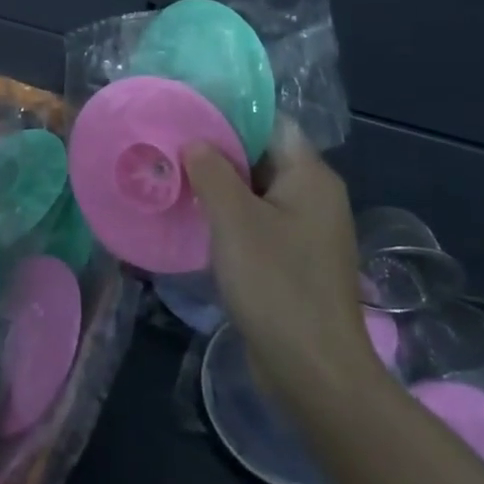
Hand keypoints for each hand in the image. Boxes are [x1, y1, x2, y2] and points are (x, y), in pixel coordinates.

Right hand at [184, 127, 382, 402]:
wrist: (314, 371)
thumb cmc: (276, 284)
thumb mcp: (235, 220)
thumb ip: (212, 171)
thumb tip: (194, 141)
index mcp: (311, 177)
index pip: (271, 124)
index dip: (230, 114)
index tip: (186, 112)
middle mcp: (315, 197)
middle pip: (262, 156)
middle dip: (217, 150)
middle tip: (168, 145)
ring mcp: (306, 232)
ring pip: (256, 191)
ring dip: (219, 185)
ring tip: (172, 177)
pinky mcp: (294, 261)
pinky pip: (258, 223)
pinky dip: (229, 216)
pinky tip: (194, 219)